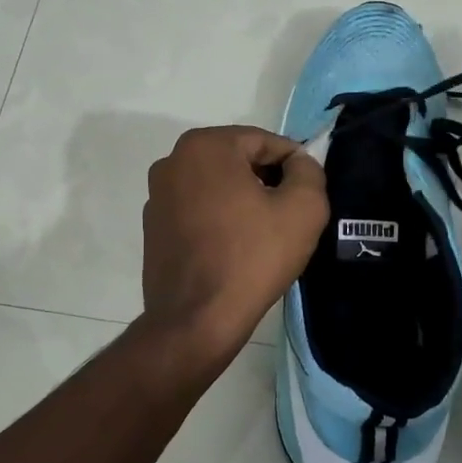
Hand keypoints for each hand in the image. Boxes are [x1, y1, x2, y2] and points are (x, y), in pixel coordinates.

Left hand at [139, 126, 329, 363]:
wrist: (197, 320)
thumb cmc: (252, 257)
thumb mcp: (303, 208)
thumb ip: (309, 171)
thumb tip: (298, 163)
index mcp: (205, 146)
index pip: (265, 142)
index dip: (294, 165)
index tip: (308, 194)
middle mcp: (172, 161)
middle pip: (237, 161)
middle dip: (267, 181)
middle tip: (290, 215)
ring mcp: (156, 195)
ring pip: (216, 186)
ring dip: (242, 200)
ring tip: (264, 235)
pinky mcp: (152, 227)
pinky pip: (197, 210)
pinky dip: (219, 219)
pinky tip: (235, 249)